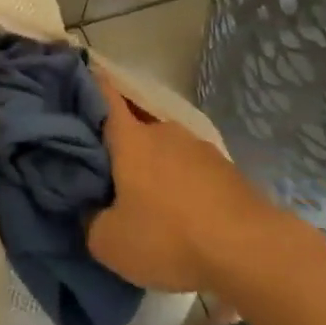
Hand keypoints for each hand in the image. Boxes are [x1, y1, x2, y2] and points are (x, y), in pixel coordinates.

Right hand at [87, 74, 279, 293]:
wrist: (249, 250)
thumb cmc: (169, 237)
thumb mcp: (110, 242)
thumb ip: (89, 220)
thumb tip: (91, 209)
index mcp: (130, 137)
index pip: (104, 94)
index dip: (88, 82)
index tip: (76, 74)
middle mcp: (164, 131)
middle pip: (133, 128)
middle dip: (119, 145)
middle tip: (105, 172)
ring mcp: (198, 146)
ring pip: (164, 150)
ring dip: (153, 167)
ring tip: (146, 200)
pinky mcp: (225, 168)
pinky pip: (190, 169)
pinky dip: (180, 184)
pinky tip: (182, 214)